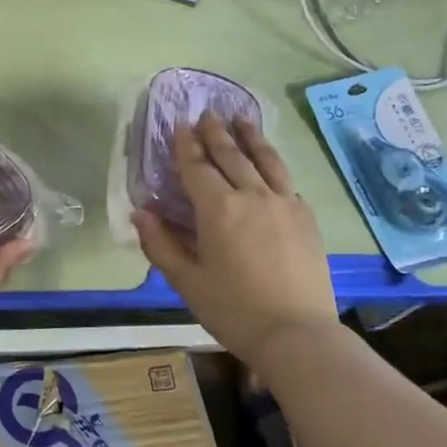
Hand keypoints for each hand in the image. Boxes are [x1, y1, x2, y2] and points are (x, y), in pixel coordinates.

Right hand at [133, 112, 338, 366]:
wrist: (297, 333)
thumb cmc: (233, 310)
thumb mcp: (186, 281)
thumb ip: (161, 244)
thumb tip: (140, 213)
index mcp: (218, 209)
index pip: (198, 167)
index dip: (186, 145)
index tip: (181, 125)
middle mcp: (252, 195)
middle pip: (232, 155)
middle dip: (216, 133)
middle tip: (207, 113)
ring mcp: (284, 203)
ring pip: (266, 160)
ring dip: (251, 137)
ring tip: (242, 118)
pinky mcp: (306, 217)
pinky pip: (286, 180)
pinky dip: (274, 164)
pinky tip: (270, 163)